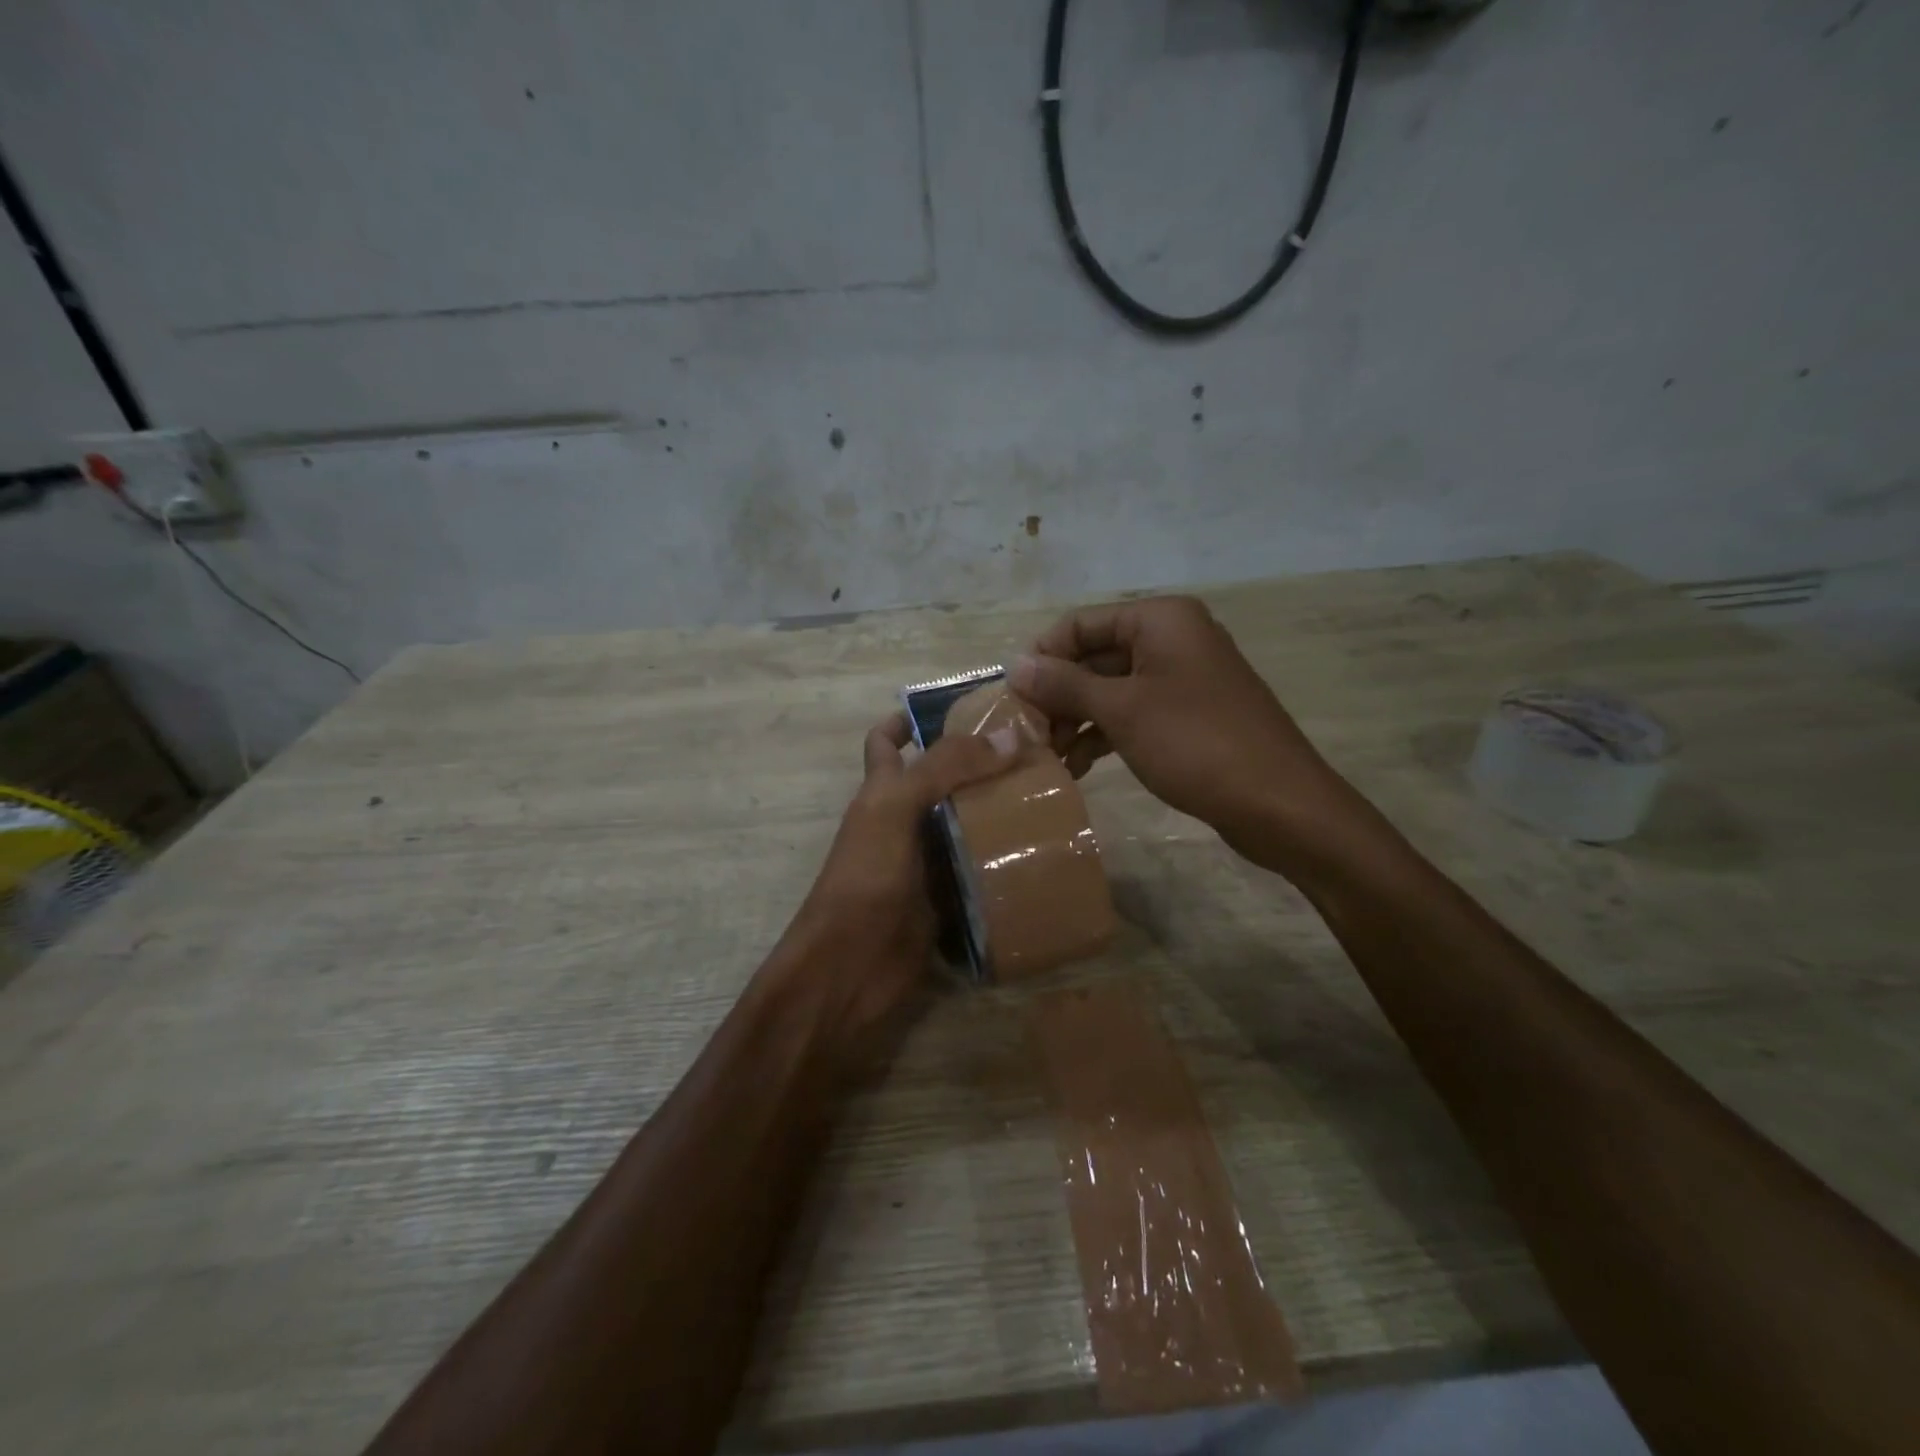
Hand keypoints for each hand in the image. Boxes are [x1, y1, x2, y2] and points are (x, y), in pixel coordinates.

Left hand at [757, 712, 1016, 1077]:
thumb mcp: (896, 809)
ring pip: (966, 826)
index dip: (913, 718)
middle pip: (941, 781)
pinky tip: (1044, 853)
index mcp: (881, 791)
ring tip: (1052, 797)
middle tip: (1035, 753)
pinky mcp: (948, 901)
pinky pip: (981, 872)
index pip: (888, 741)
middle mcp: (903, 821)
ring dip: (1000, 813)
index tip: (965, 706)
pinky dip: (1006, 863)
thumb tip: (1010, 737)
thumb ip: (946, 768)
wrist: (850, 969)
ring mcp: (926, 863)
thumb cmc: (865, 879)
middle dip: (980, 765)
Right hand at [1008, 596, 1363, 869]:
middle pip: (1094, 657)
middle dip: (1058, 696)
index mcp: (1160, 620)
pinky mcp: (1188, 716)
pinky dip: (1104, 735)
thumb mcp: (1122, 710)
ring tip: (1049, 758)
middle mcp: (1171, 639)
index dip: (1043, 657)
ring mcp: (1182, 679)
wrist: (1280, 804)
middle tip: (1028, 736)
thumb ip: (1065, 684)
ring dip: (1077, 720)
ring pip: (1111, 690)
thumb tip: (1014, 664)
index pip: (1080, 624)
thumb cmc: (1196, 743)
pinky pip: (1133, 714)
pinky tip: (1079, 767)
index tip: (1013, 700)